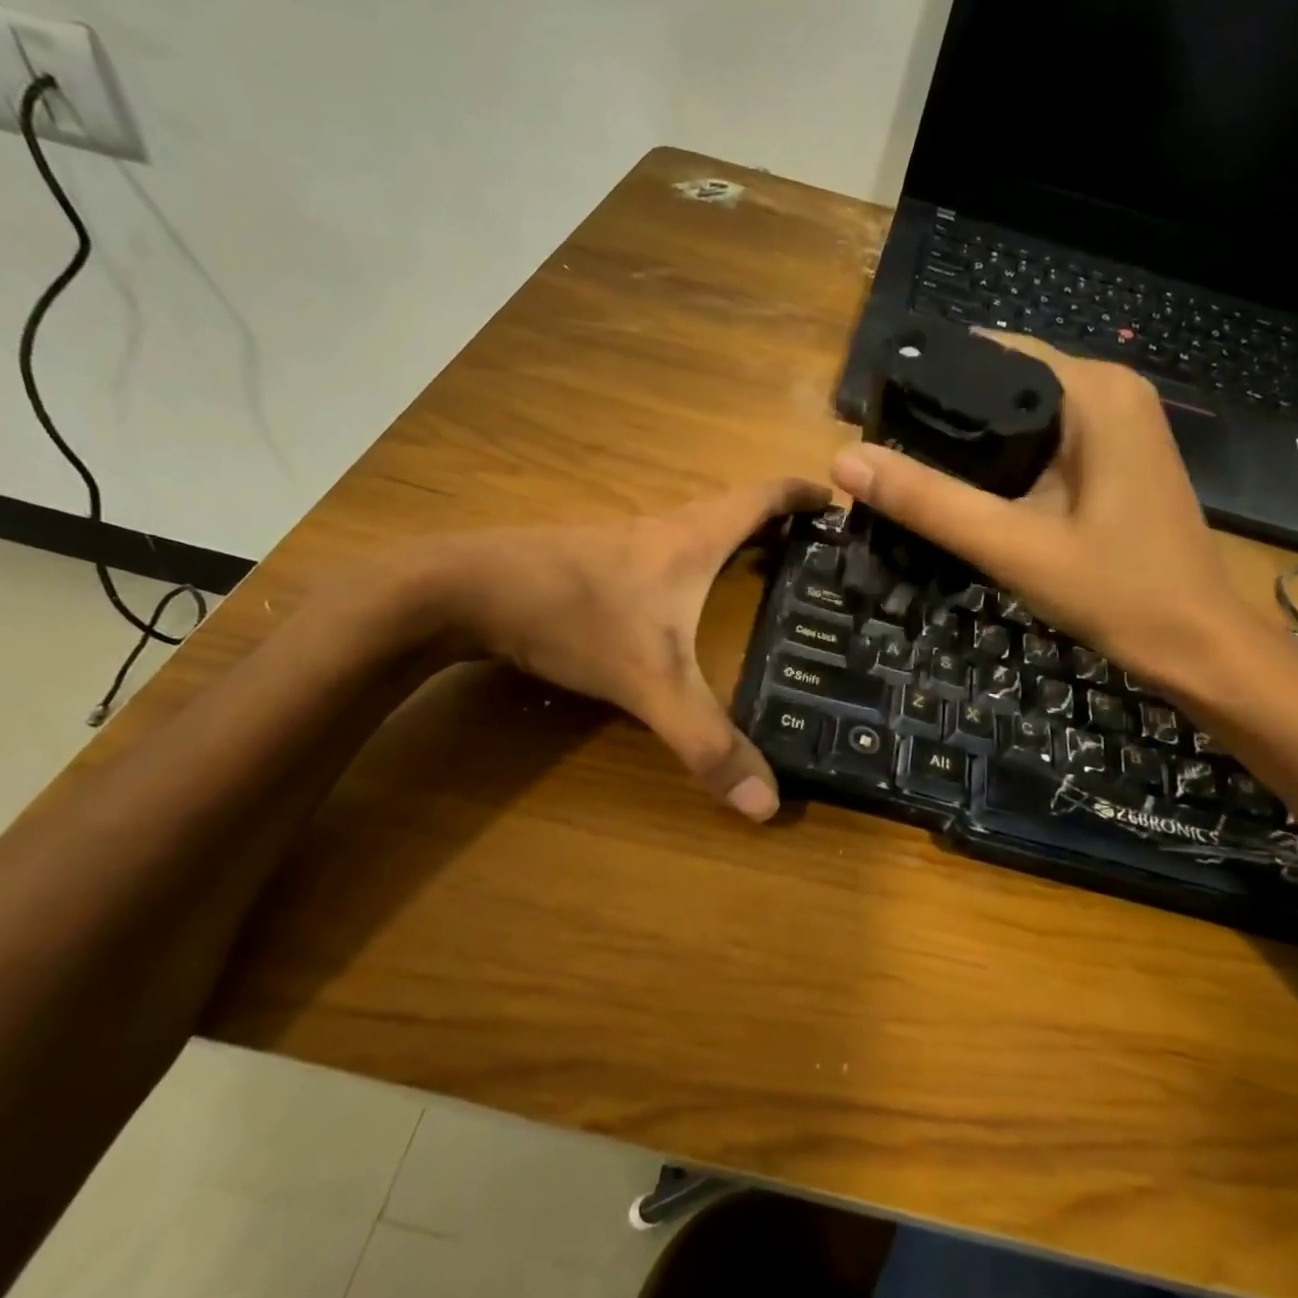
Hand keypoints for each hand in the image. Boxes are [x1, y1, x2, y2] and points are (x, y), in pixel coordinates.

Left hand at [400, 477, 829, 820]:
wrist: (461, 589)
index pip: (761, 497)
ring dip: (730, 542)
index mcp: (691, 539)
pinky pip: (660, 555)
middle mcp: (661, 530)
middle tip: (813, 553)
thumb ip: (705, 740)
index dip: (801, 493)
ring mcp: (621, 543)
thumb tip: (767, 804)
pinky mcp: (590, 563)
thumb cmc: (570, 615)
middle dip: (776, 523)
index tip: (836, 496)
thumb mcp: (647, 681)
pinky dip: (690, 566)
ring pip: (692, 532)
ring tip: (763, 575)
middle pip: (731, 510)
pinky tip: (683, 602)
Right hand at [829, 332, 1259, 684]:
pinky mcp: (1115, 455)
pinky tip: (966, 492)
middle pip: (1002, 381)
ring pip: (1020, 413)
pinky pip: (1042, 439)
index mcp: (1094, 391)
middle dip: (943, 417)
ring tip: (909, 474)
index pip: (988, 354)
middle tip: (883, 458)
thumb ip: (929, 502)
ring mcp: (1118, 422)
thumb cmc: (1116, 592)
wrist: (1196, 644)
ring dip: (970, 442)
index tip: (874, 420)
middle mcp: (1110, 390)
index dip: (927, 383)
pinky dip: (1002, 460)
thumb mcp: (1012, 546)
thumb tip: (844, 459)